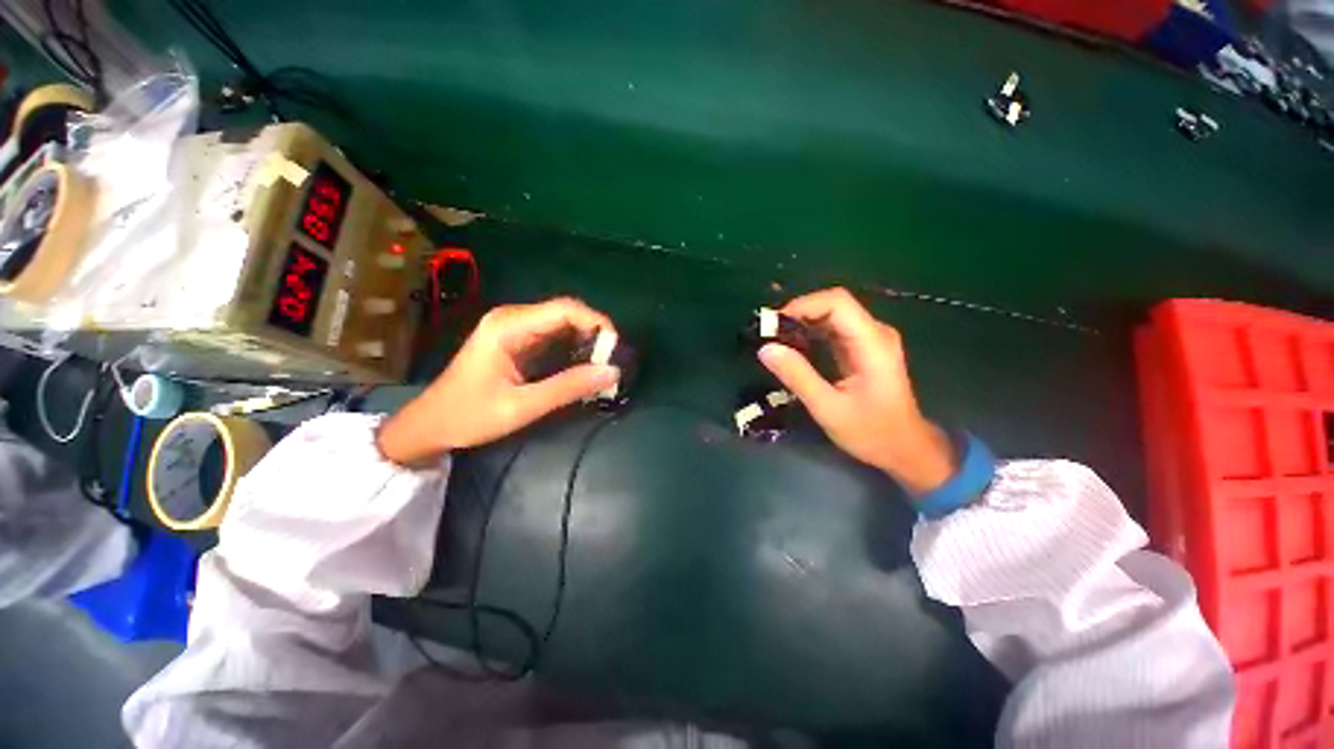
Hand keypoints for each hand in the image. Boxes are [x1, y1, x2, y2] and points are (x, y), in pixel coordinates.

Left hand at [377, 298, 619, 466]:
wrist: (429, 425)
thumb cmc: (469, 416)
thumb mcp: (522, 406)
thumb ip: (568, 388)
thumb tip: (612, 372)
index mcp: (509, 326)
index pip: (565, 309)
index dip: (597, 323)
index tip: (616, 350)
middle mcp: (513, 318)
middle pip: (567, 314)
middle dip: (595, 335)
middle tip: (613, 364)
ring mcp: (515, 328)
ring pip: (563, 325)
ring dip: (586, 343)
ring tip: (603, 368)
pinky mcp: (518, 341)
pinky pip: (555, 337)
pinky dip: (574, 350)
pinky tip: (583, 369)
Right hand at [758, 288, 954, 493]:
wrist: (904, 449)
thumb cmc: (871, 432)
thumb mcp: (828, 408)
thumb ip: (797, 376)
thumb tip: (765, 349)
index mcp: (872, 343)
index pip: (837, 302)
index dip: (803, 305)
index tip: (774, 324)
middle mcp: (874, 333)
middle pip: (833, 304)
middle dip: (798, 314)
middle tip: (769, 334)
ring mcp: (870, 339)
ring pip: (831, 315)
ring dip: (802, 323)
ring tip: (776, 339)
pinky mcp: (863, 348)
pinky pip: (833, 329)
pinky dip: (810, 333)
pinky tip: (793, 347)